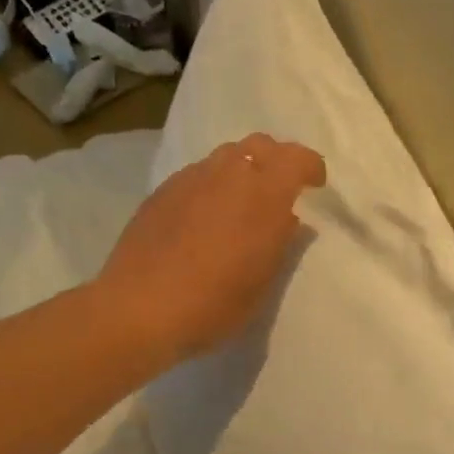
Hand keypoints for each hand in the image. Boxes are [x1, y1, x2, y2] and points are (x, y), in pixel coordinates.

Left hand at [97, 133, 326, 361]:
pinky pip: (197, 175)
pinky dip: (211, 185)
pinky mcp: (162, 191)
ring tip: (239, 202)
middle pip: (260, 145)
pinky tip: (204, 216)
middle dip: (276, 160)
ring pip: (225, 156)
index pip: (296, 158)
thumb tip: (287, 219)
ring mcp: (191, 179)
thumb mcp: (262, 282)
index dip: (310, 167)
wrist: (139, 308)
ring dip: (241, 170)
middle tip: (278, 190)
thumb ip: (280, 243)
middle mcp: (228, 174)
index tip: (314, 185)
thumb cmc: (214, 303)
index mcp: (264, 194)